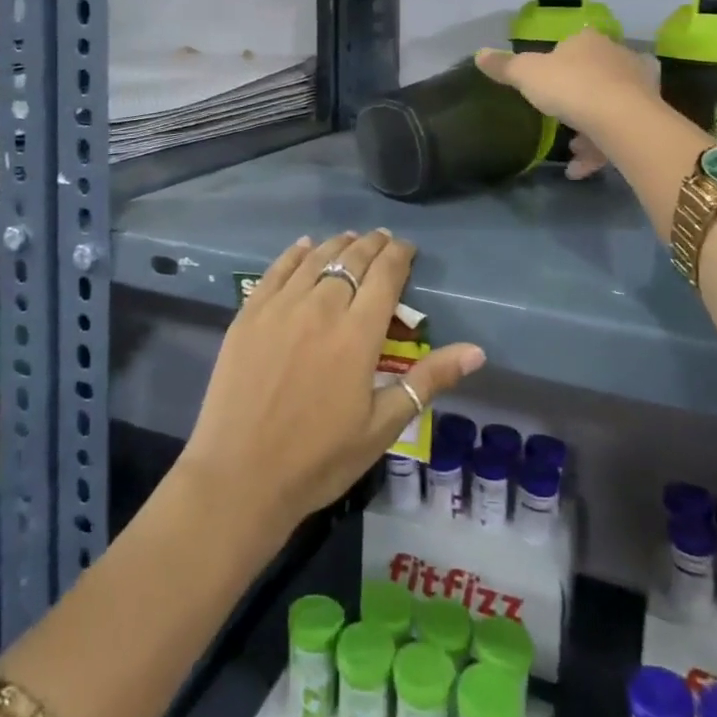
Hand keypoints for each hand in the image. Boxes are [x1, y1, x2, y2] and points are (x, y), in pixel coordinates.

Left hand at [180, 230, 485, 539]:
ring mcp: (281, 308)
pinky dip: (294, 253)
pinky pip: (276, 271)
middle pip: (351, 260)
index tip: (408, 248)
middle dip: (372, 245)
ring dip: (338, 244)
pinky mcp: (249, 315)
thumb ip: (428, 380)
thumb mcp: (382, 427)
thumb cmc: (319, 459)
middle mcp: (321, 308)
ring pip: (315, 259)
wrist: (239, 477)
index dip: (399, 255)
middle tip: (383, 239)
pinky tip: (304, 246)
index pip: (385, 276)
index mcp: (357, 334)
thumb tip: (477, 351)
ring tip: (350, 238)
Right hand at [476, 30, 661, 177]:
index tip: (545, 83)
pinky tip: (580, 169)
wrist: (621, 119)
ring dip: (589, 128)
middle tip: (558, 116)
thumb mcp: (526, 74)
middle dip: (577, 97)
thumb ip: (505, 66)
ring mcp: (640, 86)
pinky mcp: (651, 116)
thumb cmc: (570, 86)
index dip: (558, 62)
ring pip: (610, 105)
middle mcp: (619, 57)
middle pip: (594, 74)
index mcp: (589, 41)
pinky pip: (620, 132)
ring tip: (570, 148)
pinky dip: (600, 150)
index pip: (573, 44)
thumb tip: (479, 53)